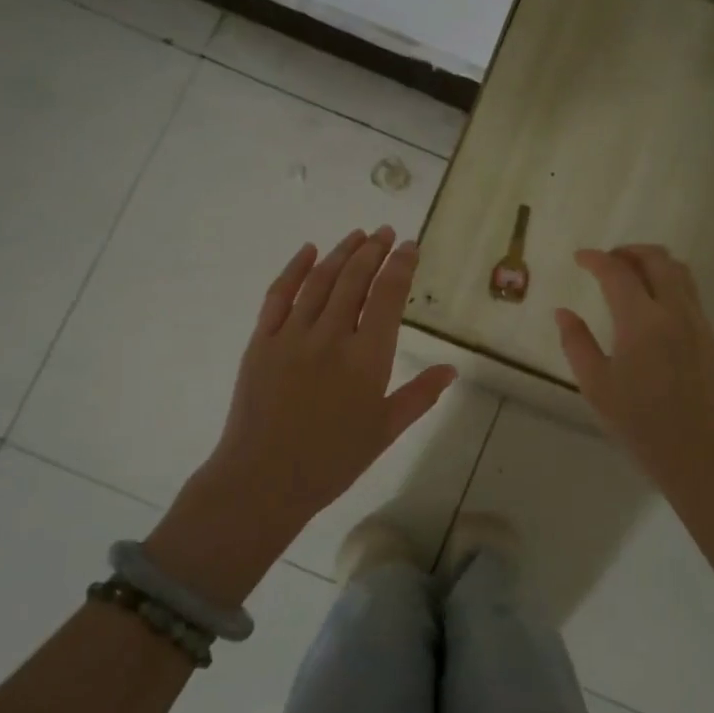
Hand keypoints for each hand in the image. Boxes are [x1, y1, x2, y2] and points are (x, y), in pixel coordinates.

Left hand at [149, 228, 456, 602]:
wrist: (264, 479)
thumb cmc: (332, 461)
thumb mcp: (385, 431)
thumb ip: (419, 396)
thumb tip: (451, 369)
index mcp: (368, 358)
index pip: (389, 296)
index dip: (401, 265)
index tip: (410, 245)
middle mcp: (332, 336)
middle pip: (355, 279)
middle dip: (374, 250)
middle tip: (386, 232)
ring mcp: (292, 335)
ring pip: (320, 280)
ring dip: (341, 252)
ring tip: (358, 235)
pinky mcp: (262, 340)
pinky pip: (278, 294)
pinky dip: (294, 268)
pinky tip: (308, 251)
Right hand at [555, 245, 713, 497]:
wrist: (700, 452)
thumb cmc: (641, 423)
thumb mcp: (597, 386)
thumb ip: (577, 343)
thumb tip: (563, 313)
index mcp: (641, 321)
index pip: (617, 272)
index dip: (596, 259)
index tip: (579, 258)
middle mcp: (673, 311)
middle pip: (656, 259)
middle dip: (628, 251)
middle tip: (606, 260)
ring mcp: (696, 321)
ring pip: (679, 270)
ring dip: (652, 261)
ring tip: (630, 273)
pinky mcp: (708, 335)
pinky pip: (689, 290)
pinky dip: (668, 279)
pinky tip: (651, 301)